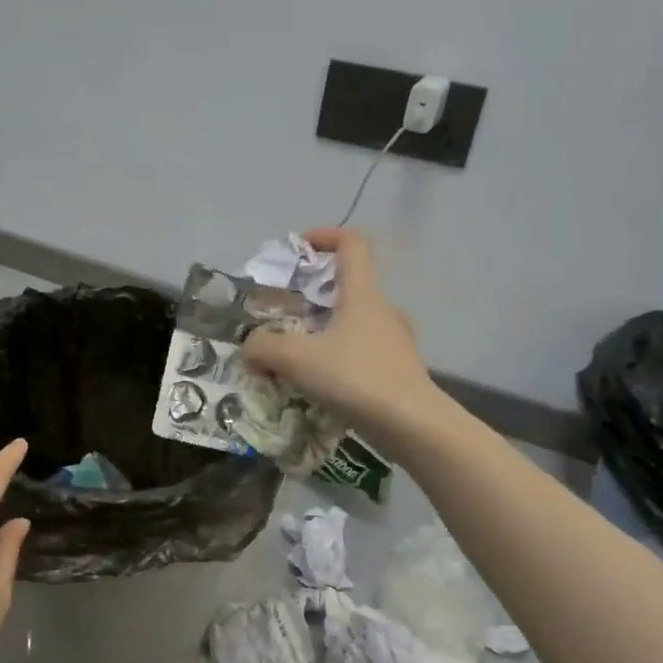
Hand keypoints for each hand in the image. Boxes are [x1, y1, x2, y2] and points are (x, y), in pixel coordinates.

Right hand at [242, 227, 443, 452]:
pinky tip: (319, 386)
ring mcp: (396, 342)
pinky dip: (338, 360)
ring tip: (295, 356)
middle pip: (349, 287)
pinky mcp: (399, 372)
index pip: (351, 244)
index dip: (324, 236)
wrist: (413, 426)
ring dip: (325, 331)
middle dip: (313, 294)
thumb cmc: (356, 378)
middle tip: (283, 313)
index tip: (297, 248)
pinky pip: (362, 354)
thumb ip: (264, 347)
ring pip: (354, 324)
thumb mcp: (297, 359)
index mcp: (362, 295)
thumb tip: (250, 347)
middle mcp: (383, 311)